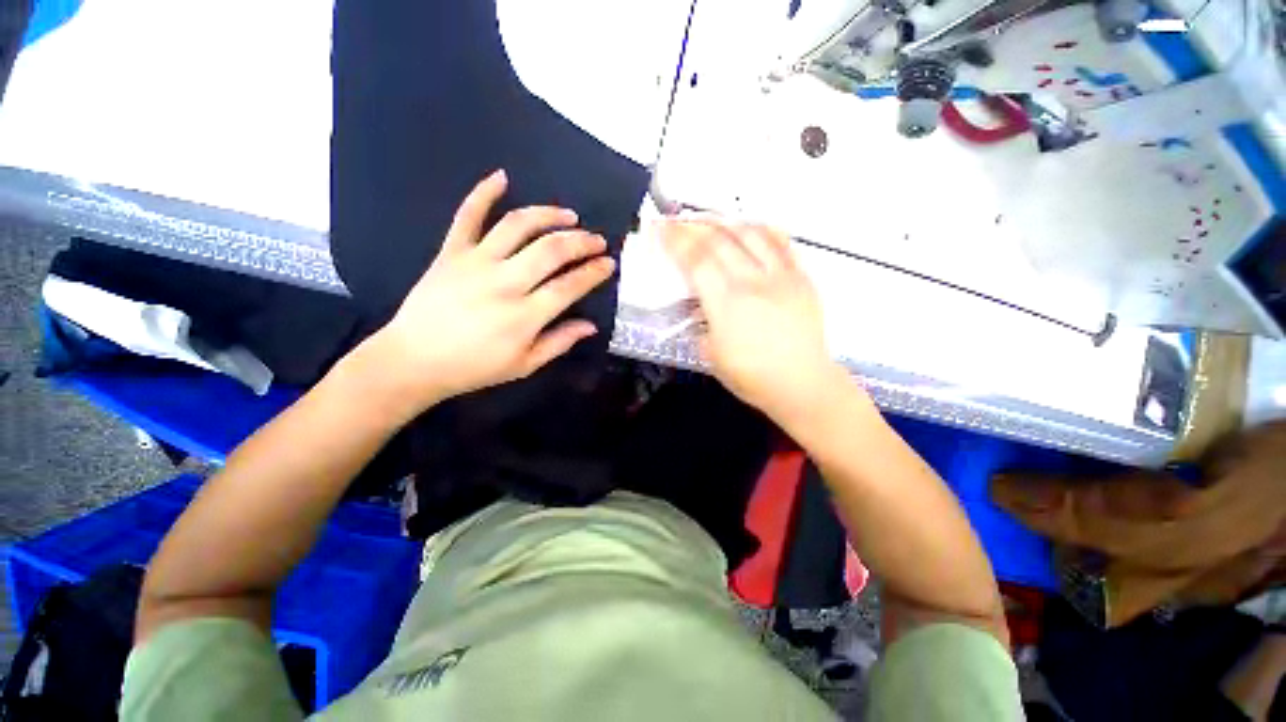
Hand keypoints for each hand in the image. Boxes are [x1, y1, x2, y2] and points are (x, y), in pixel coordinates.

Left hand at [369, 170, 615, 411]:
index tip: (609, 263)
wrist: (413, 360)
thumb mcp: (524, 365)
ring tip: (569, 215)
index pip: (569, 286)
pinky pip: (467, 215)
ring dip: (549, 215)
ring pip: (518, 226)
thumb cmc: (474, 368)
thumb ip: (559, 342)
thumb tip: (590, 325)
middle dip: (581, 242)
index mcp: (524, 316)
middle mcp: (504, 283)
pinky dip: (483, 193)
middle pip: (551, 250)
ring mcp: (476, 263)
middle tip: (597, 240)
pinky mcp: (451, 252)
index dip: (594, 272)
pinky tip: (501, 177)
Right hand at [659, 217, 840, 423]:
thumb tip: (699, 307)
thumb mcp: (710, 355)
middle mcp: (753, 282)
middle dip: (693, 225)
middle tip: (677, 220)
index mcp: (726, 305)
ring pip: (750, 233)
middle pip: (719, 240)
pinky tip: (749, 226)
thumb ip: (700, 324)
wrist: (801, 383)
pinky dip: (761, 228)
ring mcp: (781, 276)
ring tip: (709, 220)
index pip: (696, 261)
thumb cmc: (751, 377)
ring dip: (724, 221)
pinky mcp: (802, 277)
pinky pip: (781, 242)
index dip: (675, 240)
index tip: (660, 227)